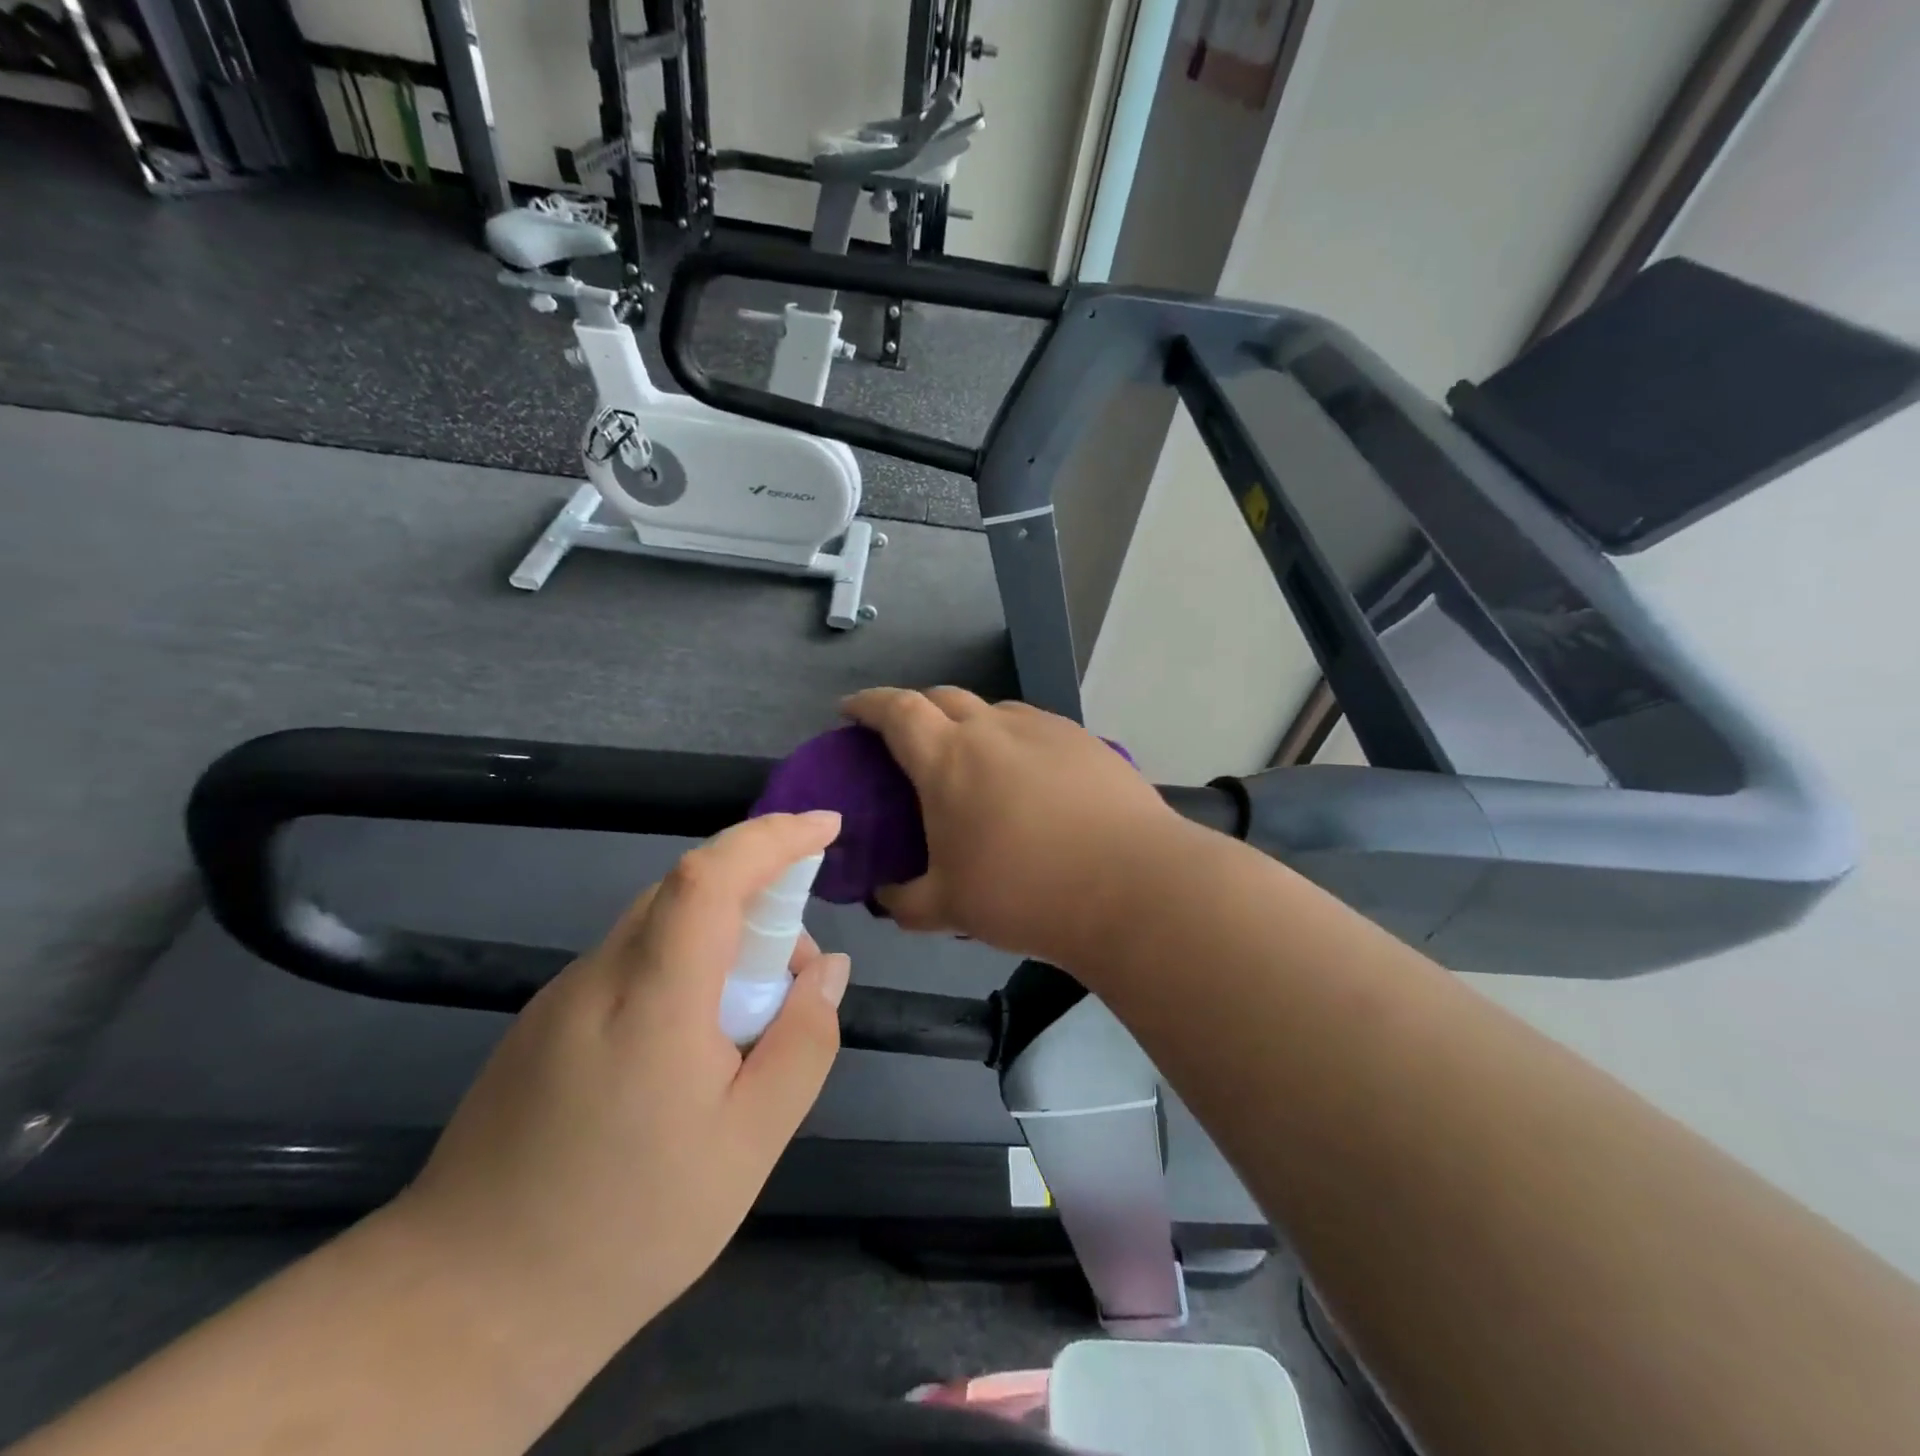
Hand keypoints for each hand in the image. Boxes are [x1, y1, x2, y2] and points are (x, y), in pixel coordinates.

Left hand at [387, 812, 848, 1351]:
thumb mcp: (749, 1144)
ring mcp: (562, 996)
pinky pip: (632, 960)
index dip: (772, 837)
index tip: (827, 827)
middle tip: (794, 978)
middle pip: (688, 891)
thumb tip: (827, 969)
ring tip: (748, 1022)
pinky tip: (692, 1047)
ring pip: (660, 924)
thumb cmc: (627, 1227)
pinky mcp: (544, 1021)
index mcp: (652, 1001)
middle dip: (760, 900)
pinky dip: (684, 967)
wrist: (463, 1307)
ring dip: (723, 938)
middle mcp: (600, 977)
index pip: (710, 877)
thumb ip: (803, 1042)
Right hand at [843, 687, 1175, 965]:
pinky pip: (1034, 728)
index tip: (851, 711)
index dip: (868, 704)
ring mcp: (1044, 729)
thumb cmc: (1025, 893)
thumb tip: (887, 896)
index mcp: (947, 758)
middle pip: (943, 697)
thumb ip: (905, 901)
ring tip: (973, 760)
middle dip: (916, 709)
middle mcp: (993, 728)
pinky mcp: (1085, 741)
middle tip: (909, 738)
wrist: (1132, 887)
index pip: (896, 710)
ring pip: (993, 710)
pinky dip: (1014, 740)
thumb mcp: (949, 907)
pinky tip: (1028, 777)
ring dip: (970, 723)